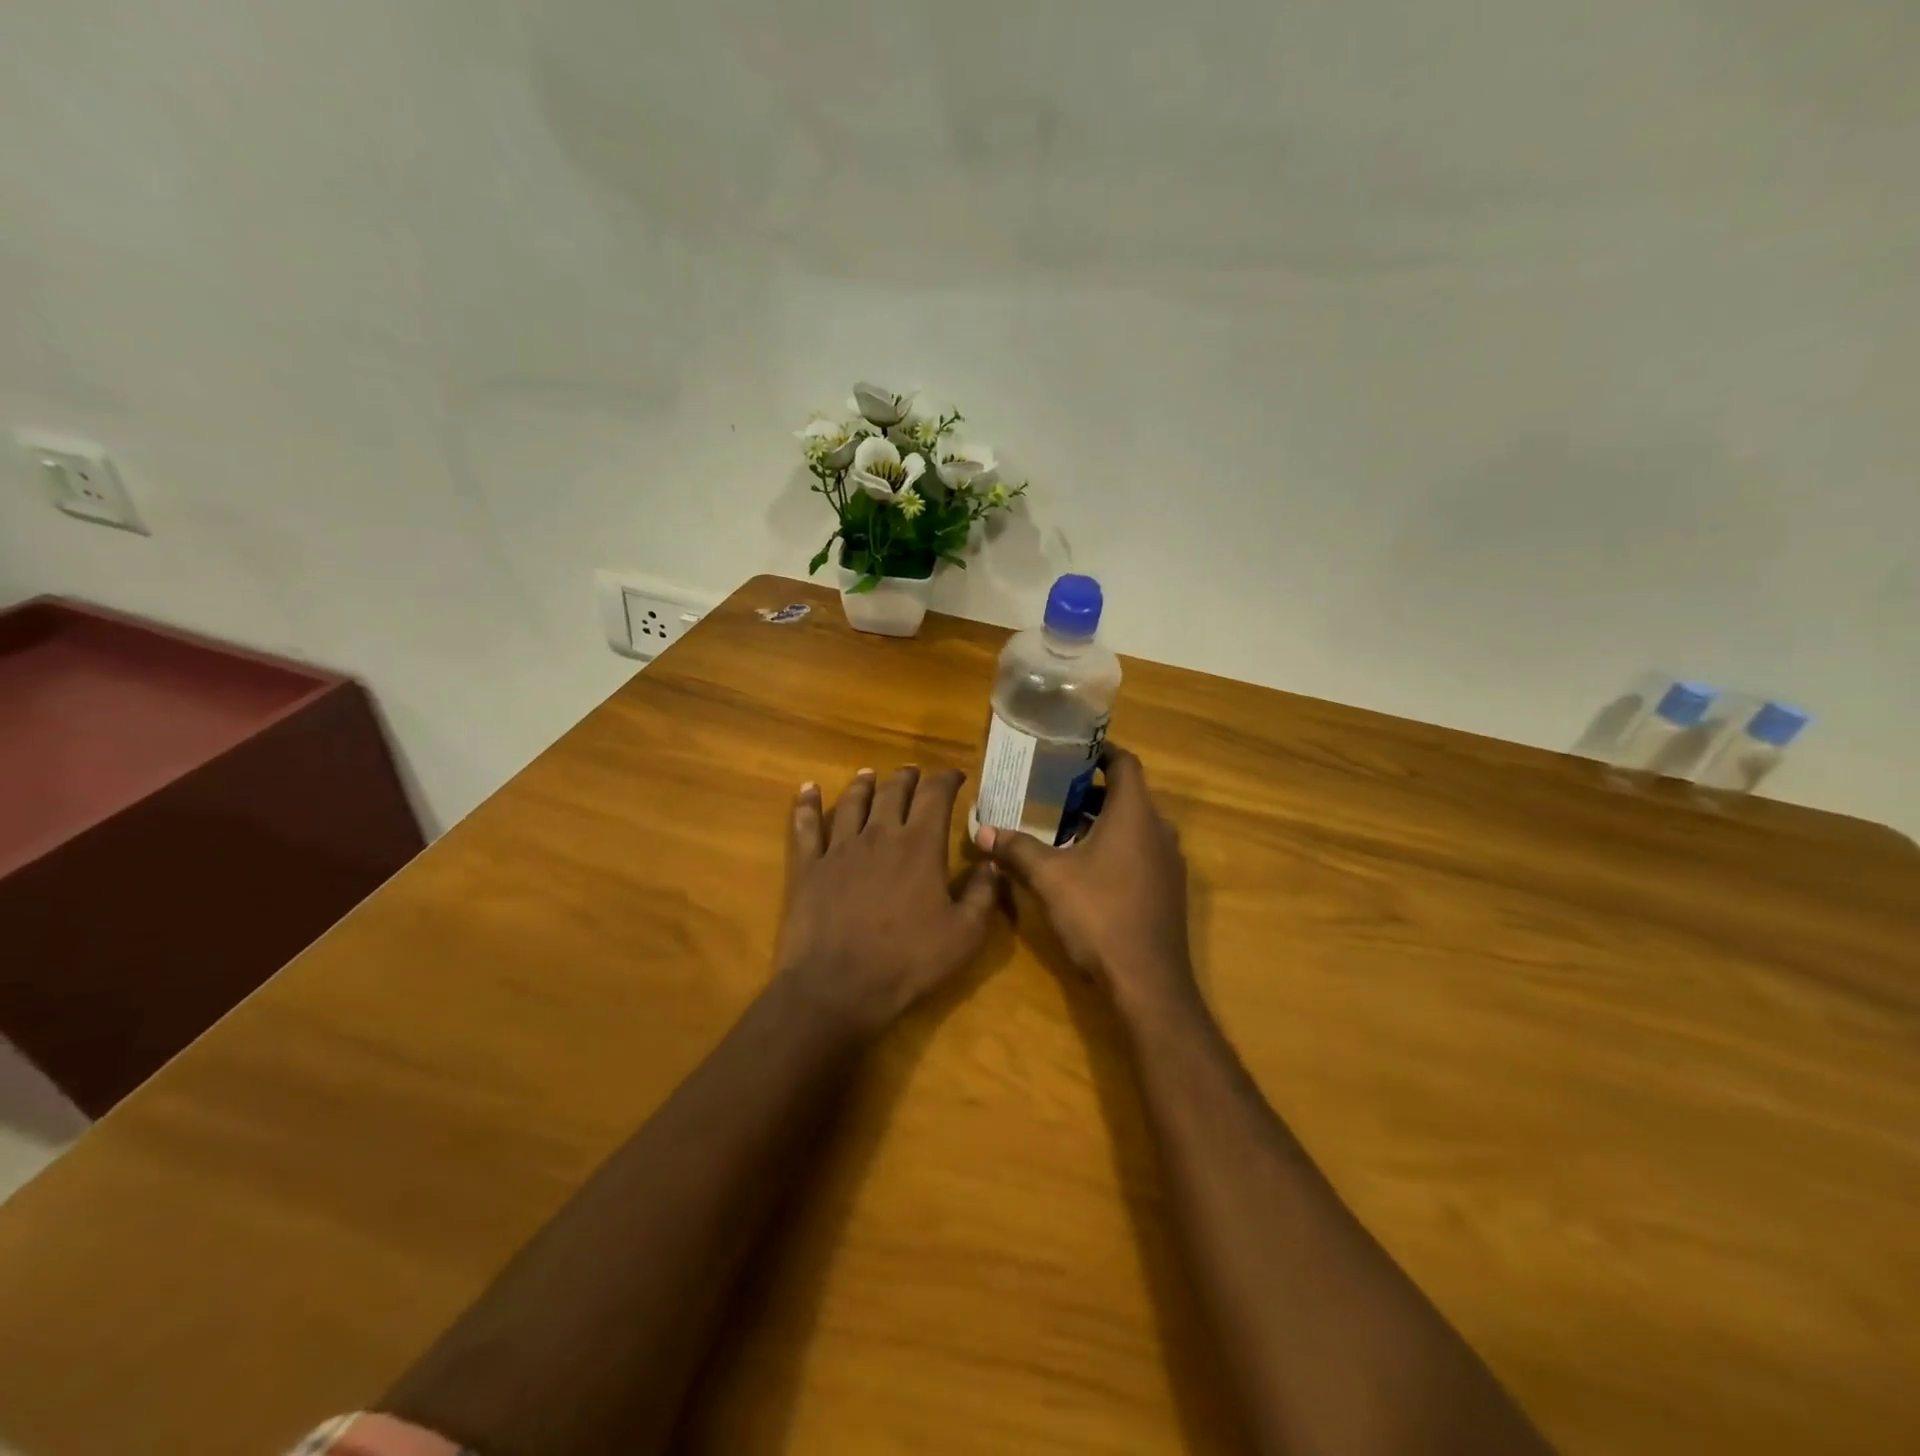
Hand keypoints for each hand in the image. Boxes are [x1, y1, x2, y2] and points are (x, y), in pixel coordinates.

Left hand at [775, 766, 998, 1035]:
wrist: (838, 988)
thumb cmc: (907, 962)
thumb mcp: (964, 936)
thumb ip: (983, 894)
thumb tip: (992, 862)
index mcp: (920, 846)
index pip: (936, 796)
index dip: (947, 779)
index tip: (955, 774)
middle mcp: (880, 835)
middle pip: (894, 792)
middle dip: (907, 778)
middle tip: (913, 772)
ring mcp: (840, 848)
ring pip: (852, 802)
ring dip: (863, 784)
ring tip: (868, 774)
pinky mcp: (809, 867)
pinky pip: (806, 826)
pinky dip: (807, 804)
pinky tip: (808, 789)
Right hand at [973, 745, 1194, 1013]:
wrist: (1148, 981)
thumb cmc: (1099, 915)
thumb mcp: (1049, 878)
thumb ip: (1016, 849)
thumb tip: (982, 831)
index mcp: (1135, 814)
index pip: (1125, 763)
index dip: (1099, 752)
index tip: (1069, 752)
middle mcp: (1159, 830)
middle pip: (1128, 794)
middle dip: (1091, 790)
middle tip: (1052, 791)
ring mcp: (1168, 862)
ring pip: (1135, 825)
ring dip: (1102, 821)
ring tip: (1061, 827)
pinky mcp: (1168, 889)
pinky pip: (1141, 851)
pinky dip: (1116, 846)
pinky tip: (1085, 867)